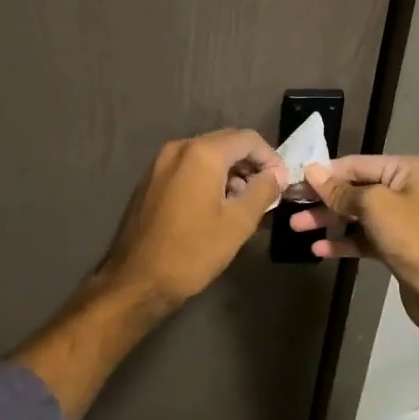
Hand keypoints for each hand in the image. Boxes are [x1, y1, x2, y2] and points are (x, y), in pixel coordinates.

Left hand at [93, 129, 286, 312]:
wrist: (136, 280)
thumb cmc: (192, 251)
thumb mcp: (238, 223)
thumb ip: (263, 190)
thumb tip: (275, 175)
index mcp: (202, 153)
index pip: (248, 139)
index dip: (271, 158)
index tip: (282, 184)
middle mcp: (179, 148)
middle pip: (226, 142)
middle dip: (251, 163)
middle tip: (267, 192)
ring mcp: (160, 163)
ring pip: (206, 155)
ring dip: (230, 172)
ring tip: (244, 203)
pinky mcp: (151, 180)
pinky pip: (188, 168)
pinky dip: (208, 178)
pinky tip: (216, 206)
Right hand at [293, 155, 418, 332]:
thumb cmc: (410, 236)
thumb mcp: (373, 206)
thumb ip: (340, 190)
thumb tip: (312, 171)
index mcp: (407, 170)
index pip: (357, 164)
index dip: (326, 173)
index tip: (296, 180)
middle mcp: (406, 189)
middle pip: (355, 189)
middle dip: (324, 199)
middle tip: (292, 205)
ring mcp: (401, 219)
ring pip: (357, 214)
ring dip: (328, 220)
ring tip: (296, 227)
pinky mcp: (395, 245)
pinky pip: (364, 237)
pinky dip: (343, 241)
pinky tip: (319, 249)